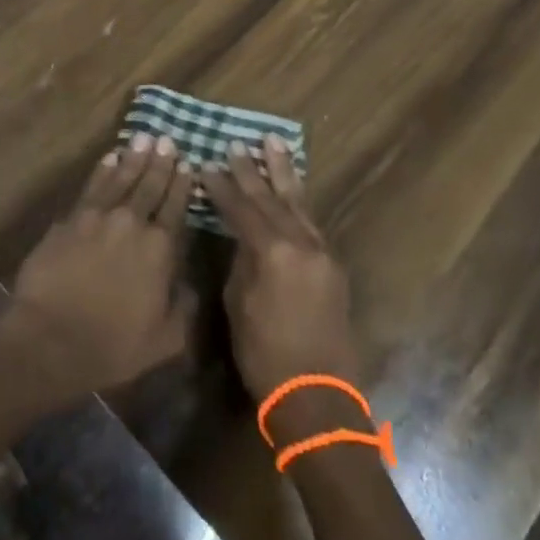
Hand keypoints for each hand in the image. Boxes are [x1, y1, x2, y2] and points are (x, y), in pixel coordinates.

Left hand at [0, 134, 195, 406]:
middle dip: (161, 162)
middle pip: (150, 185)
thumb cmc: (112, 346)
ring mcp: (98, 216)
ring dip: (134, 157)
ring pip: (121, 178)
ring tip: (144, 137)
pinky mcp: (70, 218)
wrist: (50, 338)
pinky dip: (103, 169)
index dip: (182, 185)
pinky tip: (110, 157)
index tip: (188, 164)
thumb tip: (191, 284)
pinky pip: (92, 185)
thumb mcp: (164, 340)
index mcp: (159, 249)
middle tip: (167, 139)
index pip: (175, 208)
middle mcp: (132, 223)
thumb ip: (183, 308)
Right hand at [200, 136, 361, 414]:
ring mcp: (322, 252)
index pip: (241, 207)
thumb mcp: (240, 304)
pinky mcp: (332, 266)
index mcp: (273, 251)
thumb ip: (241, 262)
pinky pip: (311, 221)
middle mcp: (301, 243)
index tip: (207, 164)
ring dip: (283, 172)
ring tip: (274, 142)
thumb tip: (242, 238)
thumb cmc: (266, 356)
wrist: (318, 397)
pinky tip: (291, 188)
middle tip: (238, 143)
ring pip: (298, 202)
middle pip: (271, 197)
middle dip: (252, 170)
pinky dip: (298, 200)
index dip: (221, 186)